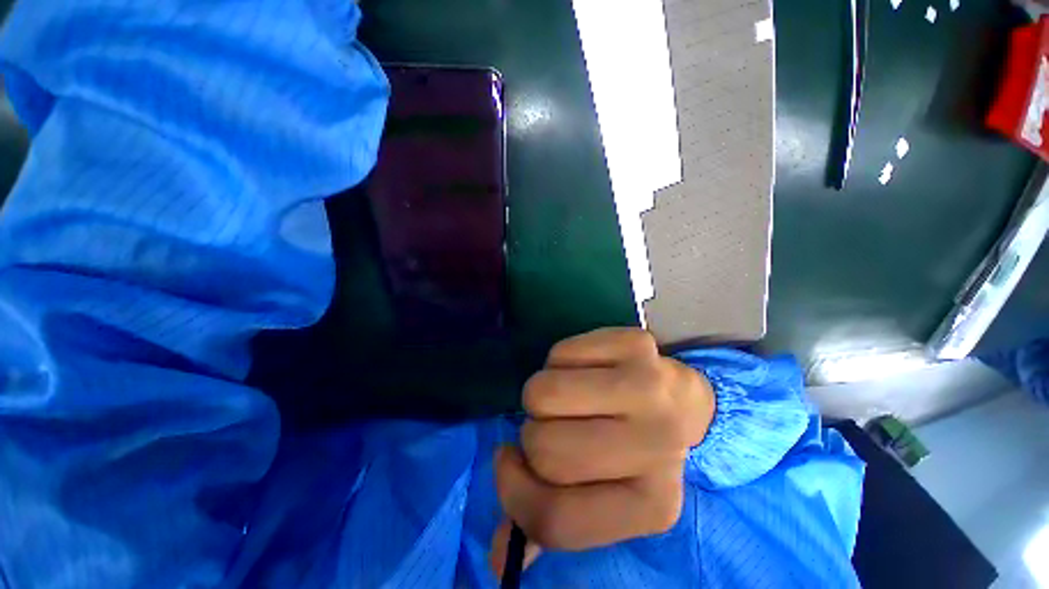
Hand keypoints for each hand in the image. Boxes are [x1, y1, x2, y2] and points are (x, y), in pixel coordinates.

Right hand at [490, 327, 715, 566]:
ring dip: (542, 394)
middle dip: (534, 433)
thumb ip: (548, 520)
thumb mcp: (600, 493)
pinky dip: (559, 361)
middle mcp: (659, 447)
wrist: (679, 398)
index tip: (509, 460)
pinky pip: (560, 353)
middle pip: (545, 448)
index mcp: (652, 505)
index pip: (555, 518)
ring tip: (568, 395)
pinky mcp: (636, 344)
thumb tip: (499, 560)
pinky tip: (586, 368)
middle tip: (556, 423)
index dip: (514, 491)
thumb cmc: (630, 447)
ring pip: (544, 393)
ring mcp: (650, 387)